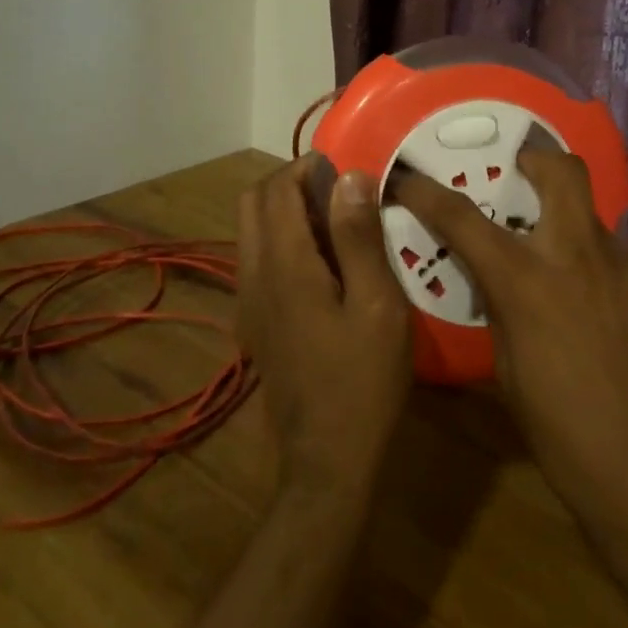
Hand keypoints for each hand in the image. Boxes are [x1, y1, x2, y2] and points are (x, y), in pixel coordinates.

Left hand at [237, 157, 411, 503]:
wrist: (327, 460)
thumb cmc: (364, 380)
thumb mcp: (377, 304)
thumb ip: (358, 236)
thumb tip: (349, 176)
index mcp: (284, 264)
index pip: (277, 190)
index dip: (307, 167)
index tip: (347, 168)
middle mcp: (254, 274)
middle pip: (253, 203)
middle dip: (290, 183)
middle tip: (339, 192)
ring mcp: (250, 300)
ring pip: (252, 230)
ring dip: (285, 212)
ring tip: (337, 224)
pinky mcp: (256, 321)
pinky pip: (258, 259)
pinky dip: (282, 241)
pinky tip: (325, 266)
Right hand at [391, 151, 627, 557]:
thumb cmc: (566, 441)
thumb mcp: (510, 374)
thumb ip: (502, 311)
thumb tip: (500, 281)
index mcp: (529, 281)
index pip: (463, 218)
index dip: (427, 192)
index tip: (408, 178)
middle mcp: (584, 258)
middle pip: (561, 171)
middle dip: (536, 161)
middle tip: (522, 178)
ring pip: (599, 229)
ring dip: (577, 242)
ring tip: (575, 289)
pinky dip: (614, 289)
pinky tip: (618, 334)